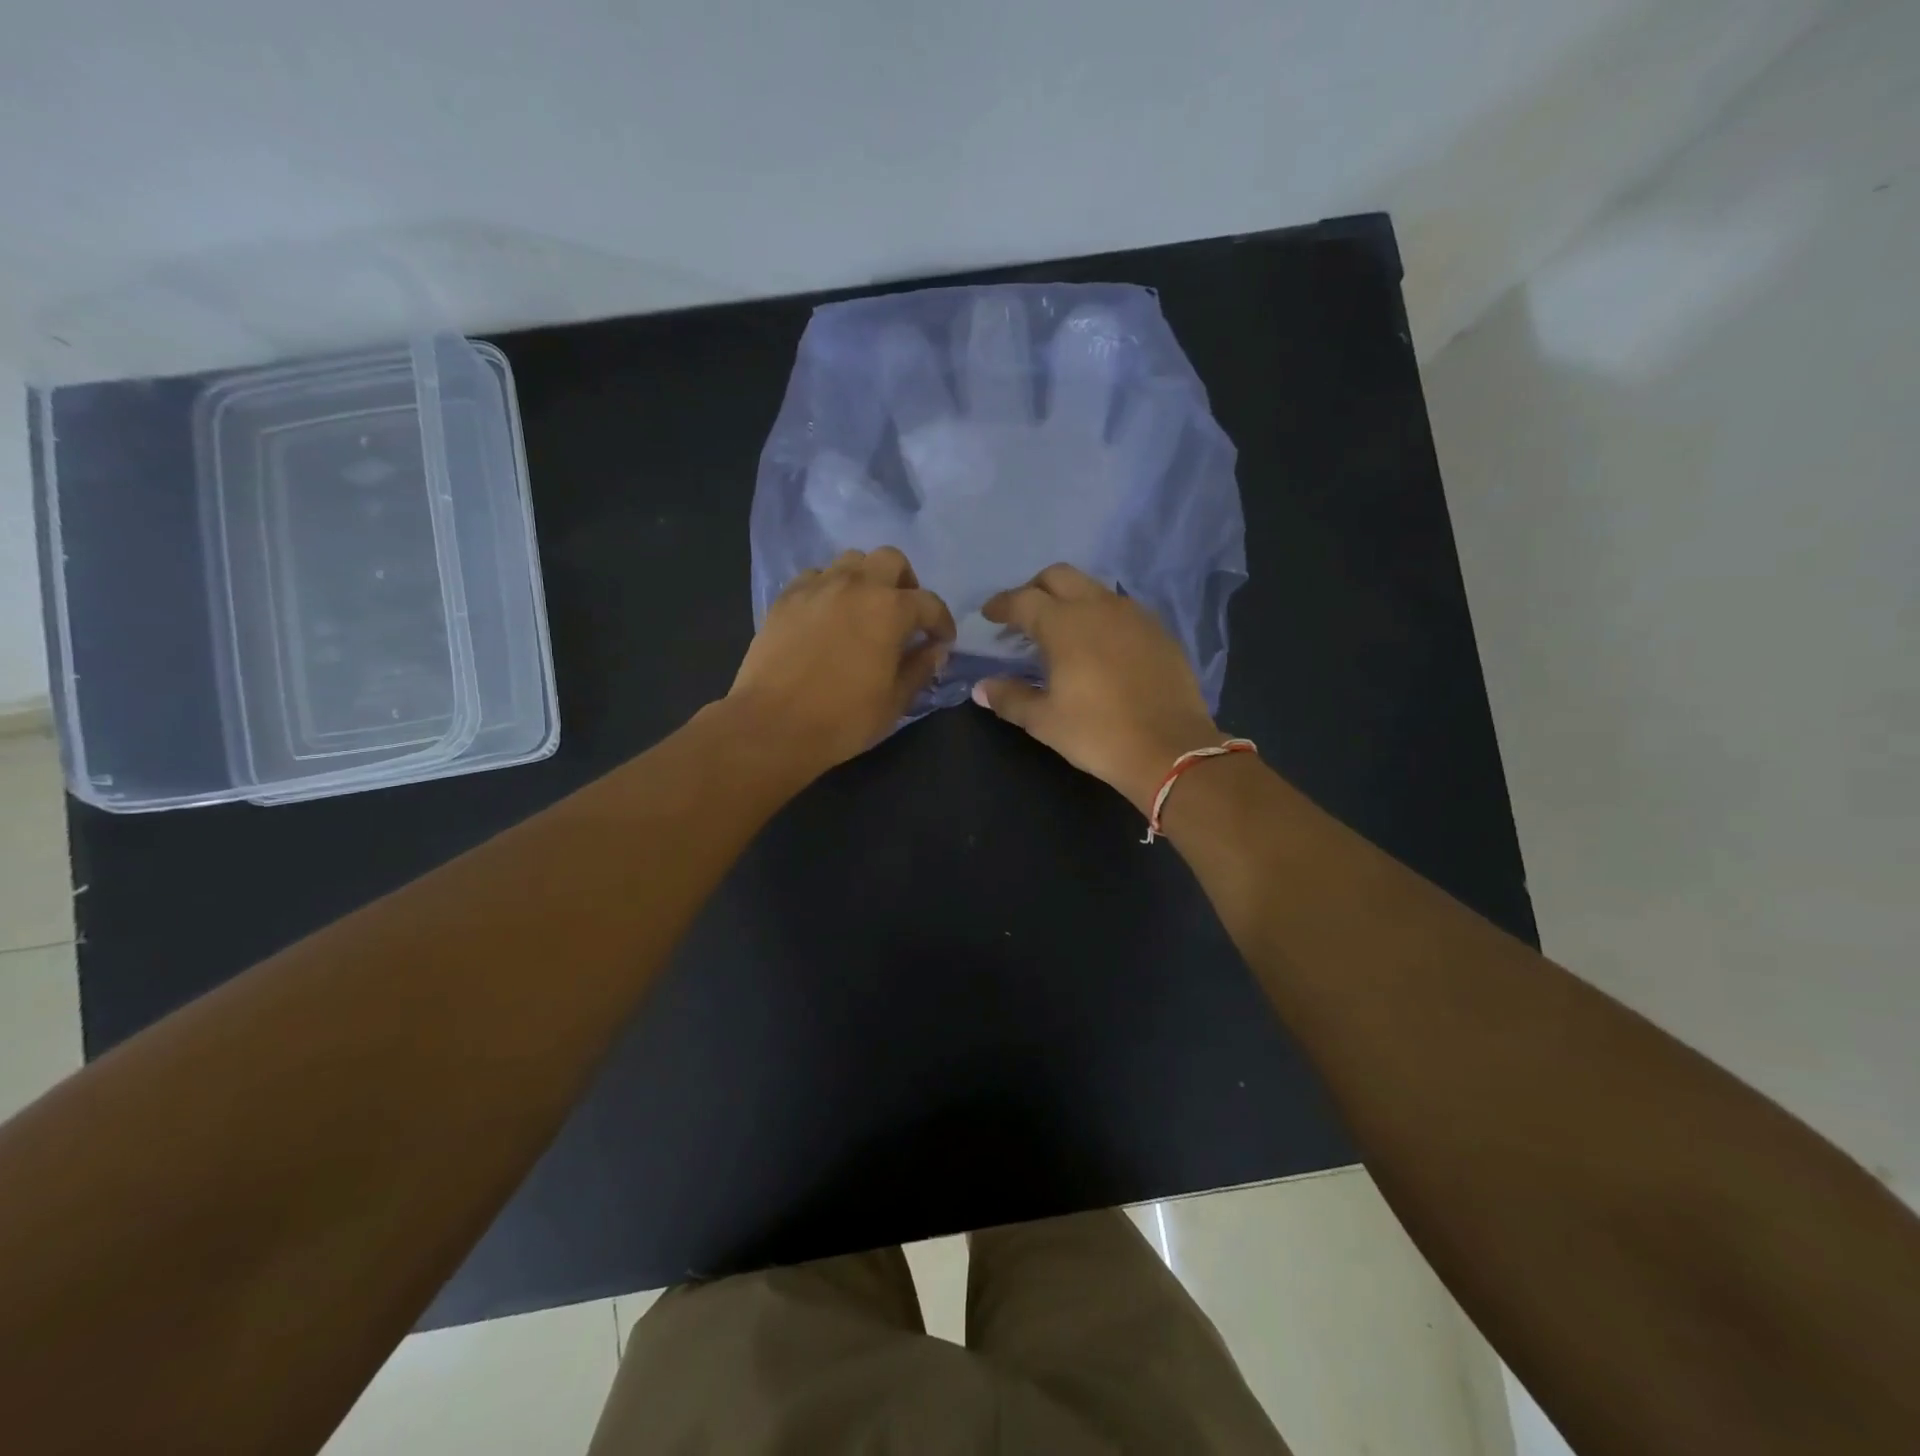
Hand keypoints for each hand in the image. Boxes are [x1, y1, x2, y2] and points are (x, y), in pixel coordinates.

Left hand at [729, 547, 955, 776]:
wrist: (772, 725)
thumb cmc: (843, 719)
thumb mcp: (894, 702)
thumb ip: (919, 668)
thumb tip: (934, 650)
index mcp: (890, 610)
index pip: (929, 603)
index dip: (941, 622)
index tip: (942, 641)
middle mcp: (855, 585)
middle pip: (890, 560)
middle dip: (905, 583)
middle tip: (904, 614)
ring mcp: (817, 587)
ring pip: (850, 560)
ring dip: (866, 579)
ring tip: (864, 609)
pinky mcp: (786, 598)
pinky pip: (815, 577)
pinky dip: (829, 588)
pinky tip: (828, 615)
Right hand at [971, 564, 1221, 813]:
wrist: (1170, 749)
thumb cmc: (1098, 733)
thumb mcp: (1044, 721)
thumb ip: (1010, 698)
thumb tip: (981, 688)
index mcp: (1064, 623)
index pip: (1023, 600)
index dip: (1001, 605)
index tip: (989, 615)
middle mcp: (1099, 606)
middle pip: (1059, 576)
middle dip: (1034, 588)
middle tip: (1022, 614)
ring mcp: (1134, 615)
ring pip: (1093, 589)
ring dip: (1070, 599)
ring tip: (1060, 629)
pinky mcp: (1159, 631)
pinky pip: (1121, 609)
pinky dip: (1099, 615)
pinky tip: (1098, 645)